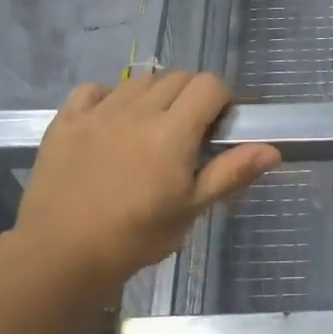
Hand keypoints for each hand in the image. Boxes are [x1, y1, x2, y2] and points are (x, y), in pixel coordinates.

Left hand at [0, 71, 279, 298]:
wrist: (59, 255)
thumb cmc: (135, 237)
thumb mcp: (190, 209)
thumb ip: (230, 173)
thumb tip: (273, 150)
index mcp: (172, 130)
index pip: (209, 85)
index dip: (221, 100)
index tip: (218, 128)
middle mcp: (138, 109)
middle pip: (177, 77)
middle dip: (191, 96)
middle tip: (188, 134)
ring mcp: (98, 112)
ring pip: (139, 80)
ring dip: (155, 95)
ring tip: (151, 128)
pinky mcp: (66, 121)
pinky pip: (94, 90)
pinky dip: (109, 97)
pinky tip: (111, 122)